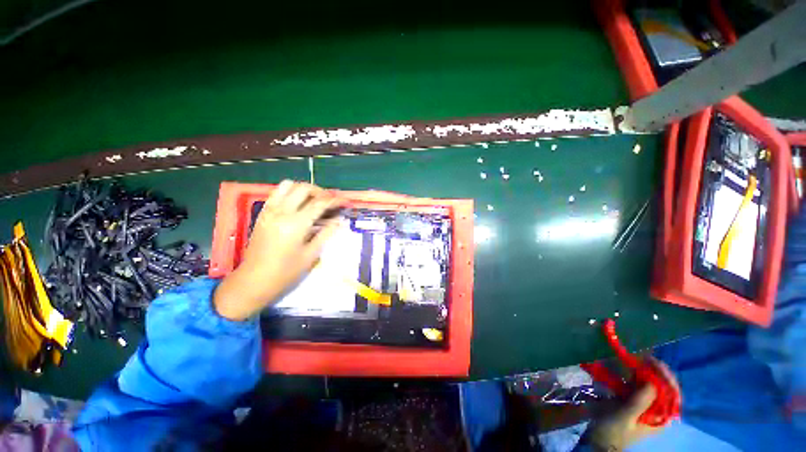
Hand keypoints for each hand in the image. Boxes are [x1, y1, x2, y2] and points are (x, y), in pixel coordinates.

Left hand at [213, 180, 341, 320]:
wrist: (253, 281)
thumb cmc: (285, 272)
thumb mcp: (310, 255)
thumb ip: (326, 233)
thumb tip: (339, 220)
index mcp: (296, 224)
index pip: (320, 203)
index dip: (335, 200)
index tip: (345, 201)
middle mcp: (282, 212)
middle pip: (304, 188)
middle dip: (321, 191)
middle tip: (330, 202)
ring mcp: (269, 211)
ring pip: (288, 185)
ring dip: (304, 189)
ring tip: (314, 200)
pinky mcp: (262, 213)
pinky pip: (277, 193)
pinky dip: (290, 192)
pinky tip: (298, 204)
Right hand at [588, 360, 679, 450]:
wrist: (599, 443)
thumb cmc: (613, 433)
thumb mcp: (624, 418)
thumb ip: (638, 402)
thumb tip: (651, 382)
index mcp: (661, 417)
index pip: (672, 394)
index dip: (665, 376)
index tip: (653, 362)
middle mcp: (656, 410)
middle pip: (662, 386)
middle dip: (653, 371)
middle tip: (641, 357)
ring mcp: (644, 406)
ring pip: (649, 384)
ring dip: (642, 371)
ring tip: (632, 359)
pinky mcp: (632, 402)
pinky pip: (636, 386)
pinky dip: (631, 376)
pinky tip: (624, 369)